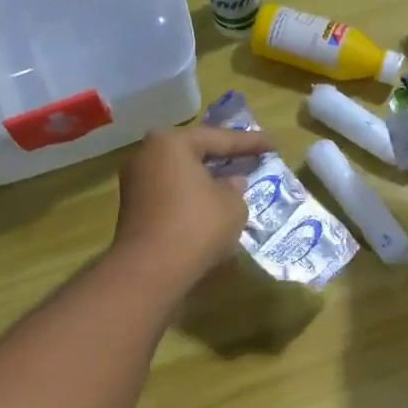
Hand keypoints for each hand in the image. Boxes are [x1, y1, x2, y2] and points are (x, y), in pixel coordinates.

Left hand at [113, 125, 268, 290]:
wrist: (151, 269)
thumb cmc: (197, 226)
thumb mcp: (233, 206)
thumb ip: (236, 189)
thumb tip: (231, 183)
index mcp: (171, 143)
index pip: (218, 138)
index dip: (249, 143)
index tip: (273, 145)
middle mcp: (147, 155)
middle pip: (193, 152)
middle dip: (222, 157)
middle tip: (249, 156)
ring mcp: (136, 183)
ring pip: (180, 175)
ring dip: (206, 179)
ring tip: (233, 183)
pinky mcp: (133, 209)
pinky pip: (170, 194)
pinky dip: (191, 197)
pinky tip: (211, 205)